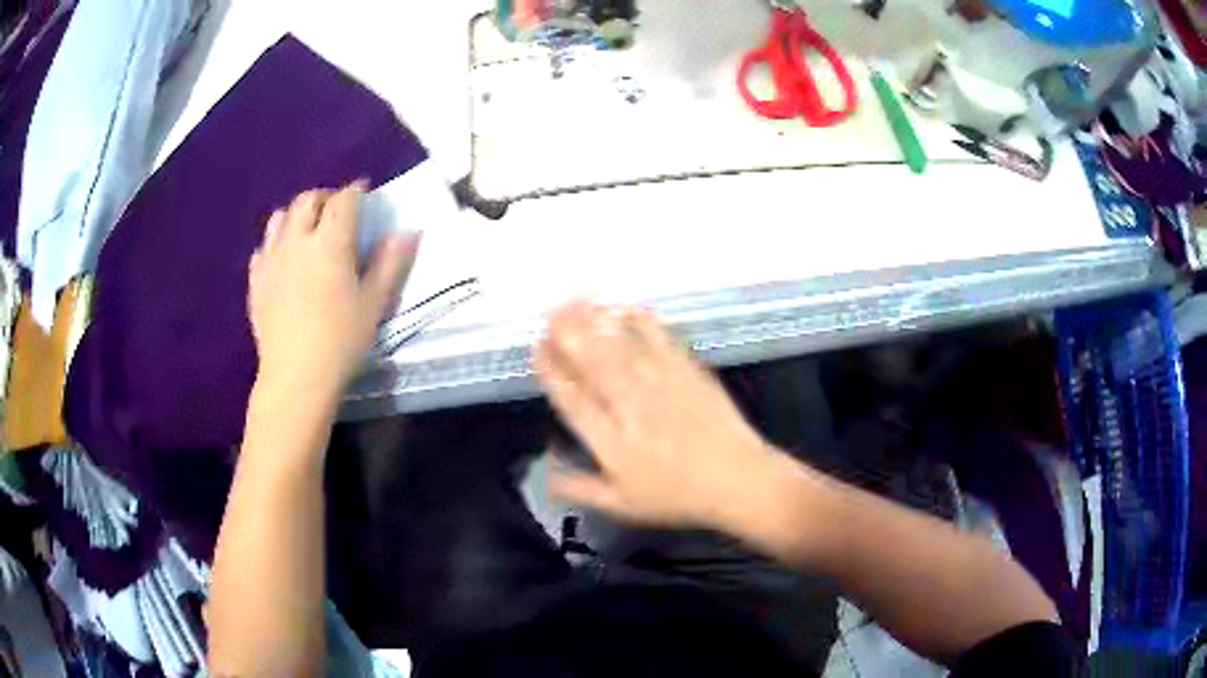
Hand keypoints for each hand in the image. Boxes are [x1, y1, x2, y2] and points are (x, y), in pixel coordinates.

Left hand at [248, 183, 419, 392]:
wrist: (296, 376)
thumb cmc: (341, 340)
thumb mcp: (374, 303)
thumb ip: (391, 263)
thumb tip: (409, 231)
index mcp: (330, 242)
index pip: (343, 200)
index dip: (356, 191)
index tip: (364, 191)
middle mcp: (297, 240)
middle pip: (307, 200)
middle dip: (325, 197)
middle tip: (337, 210)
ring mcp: (271, 258)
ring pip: (280, 217)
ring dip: (297, 215)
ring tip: (308, 230)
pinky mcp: (256, 279)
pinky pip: (263, 247)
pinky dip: (276, 243)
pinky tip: (284, 259)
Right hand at [534, 301, 781, 528]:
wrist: (738, 481)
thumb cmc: (678, 497)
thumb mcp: (622, 505)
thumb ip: (579, 488)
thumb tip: (544, 473)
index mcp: (610, 440)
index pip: (572, 399)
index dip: (551, 371)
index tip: (536, 347)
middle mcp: (631, 406)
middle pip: (593, 363)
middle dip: (568, 333)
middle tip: (551, 310)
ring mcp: (661, 384)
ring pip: (621, 346)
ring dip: (596, 321)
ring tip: (577, 300)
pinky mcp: (688, 371)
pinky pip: (660, 340)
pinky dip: (641, 321)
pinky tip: (627, 307)